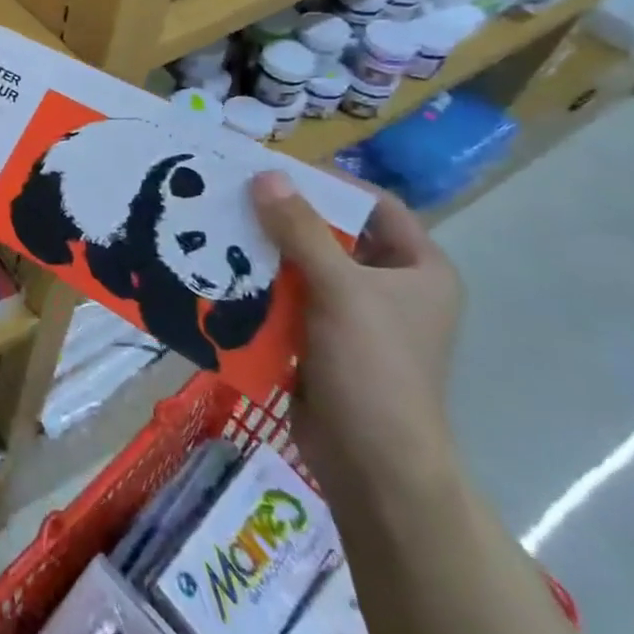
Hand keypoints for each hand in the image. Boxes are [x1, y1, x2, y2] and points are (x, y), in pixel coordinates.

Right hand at [250, 171, 462, 499]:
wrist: (372, 464)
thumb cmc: (374, 367)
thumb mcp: (340, 290)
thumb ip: (301, 231)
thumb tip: (265, 175)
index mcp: (417, 269)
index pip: (375, 205)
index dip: (330, 183)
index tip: (275, 170)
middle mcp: (388, 286)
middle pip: (331, 233)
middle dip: (283, 216)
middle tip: (231, 194)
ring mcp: (352, 315)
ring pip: (301, 266)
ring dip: (263, 250)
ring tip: (215, 226)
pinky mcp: (318, 339)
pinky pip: (285, 298)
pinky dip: (257, 285)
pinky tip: (219, 271)